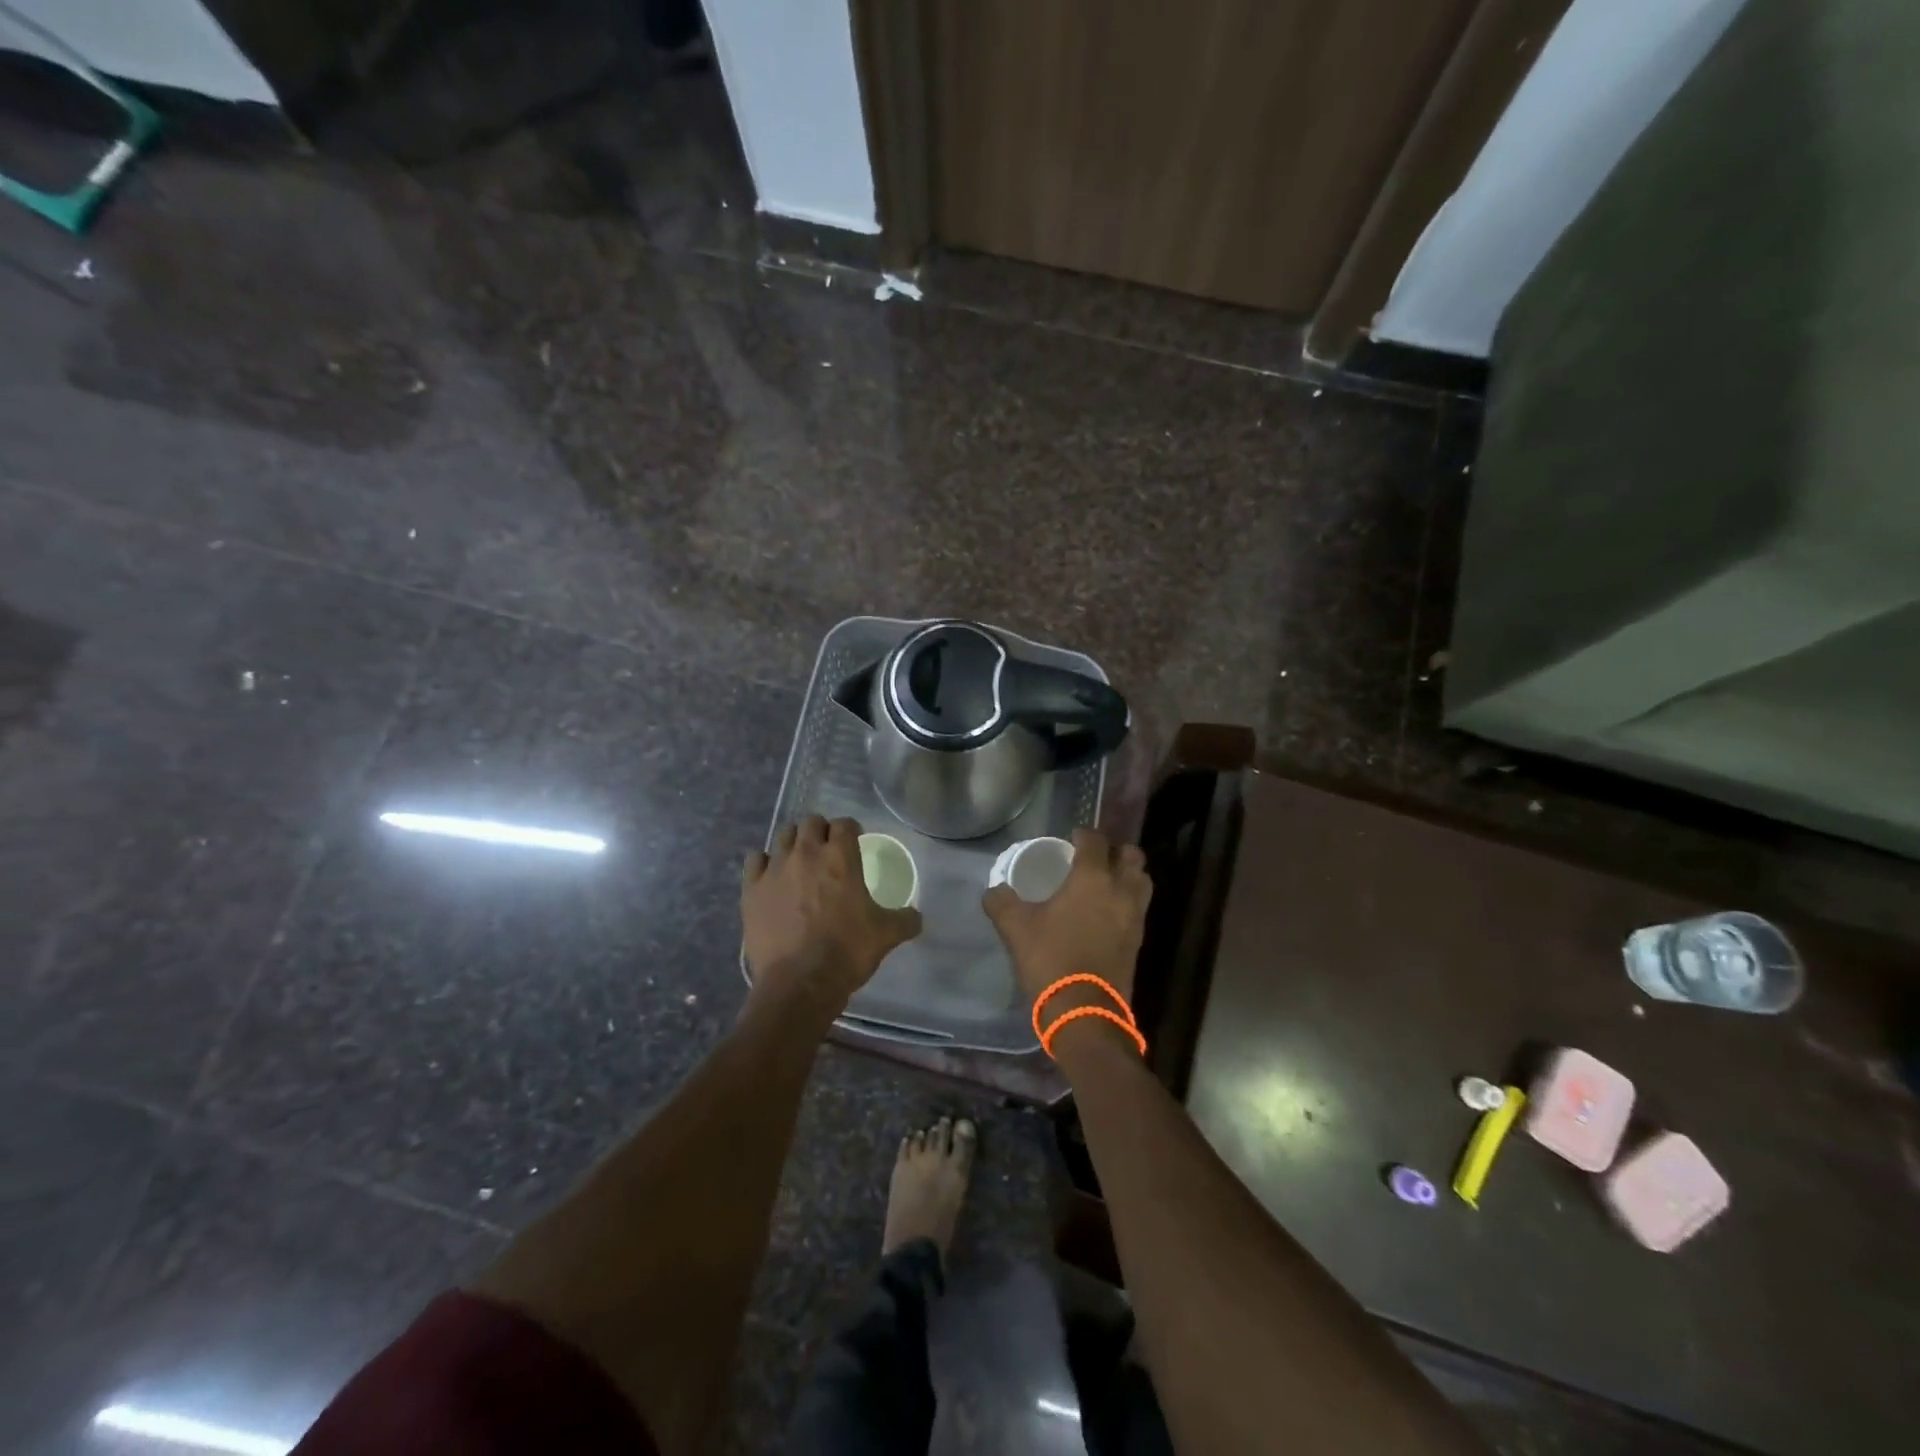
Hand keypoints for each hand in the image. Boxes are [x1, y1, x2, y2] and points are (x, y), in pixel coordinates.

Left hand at [743, 816, 921, 1014]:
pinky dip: (764, 863)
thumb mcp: (886, 935)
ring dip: (794, 842)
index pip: (844, 824)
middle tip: (827, 849)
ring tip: (799, 860)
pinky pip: (755, 860)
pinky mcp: (751, 889)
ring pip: (782, 836)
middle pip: (811, 822)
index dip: (851, 829)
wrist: (799, 983)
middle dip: (821, 830)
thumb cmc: (847, 952)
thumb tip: (916, 917)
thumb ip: (905, 920)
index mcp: (841, 858)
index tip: (854, 840)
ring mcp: (775, 869)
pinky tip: (771, 876)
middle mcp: (806, 854)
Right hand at [983, 828, 1151, 1008]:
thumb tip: (994, 891)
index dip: (1083, 834)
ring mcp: (1135, 917)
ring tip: (1106, 880)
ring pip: (1142, 881)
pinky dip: (1128, 900)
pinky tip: (1108, 911)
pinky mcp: (1138, 941)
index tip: (1071, 837)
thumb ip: (1001, 902)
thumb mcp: (1015, 927)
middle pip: (1131, 856)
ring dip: (1128, 874)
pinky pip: (1139, 907)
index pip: (1095, 841)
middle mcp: (1120, 890)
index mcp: (1092, 878)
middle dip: (1115, 850)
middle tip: (1094, 855)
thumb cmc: (1050, 959)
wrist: (1084, 1011)